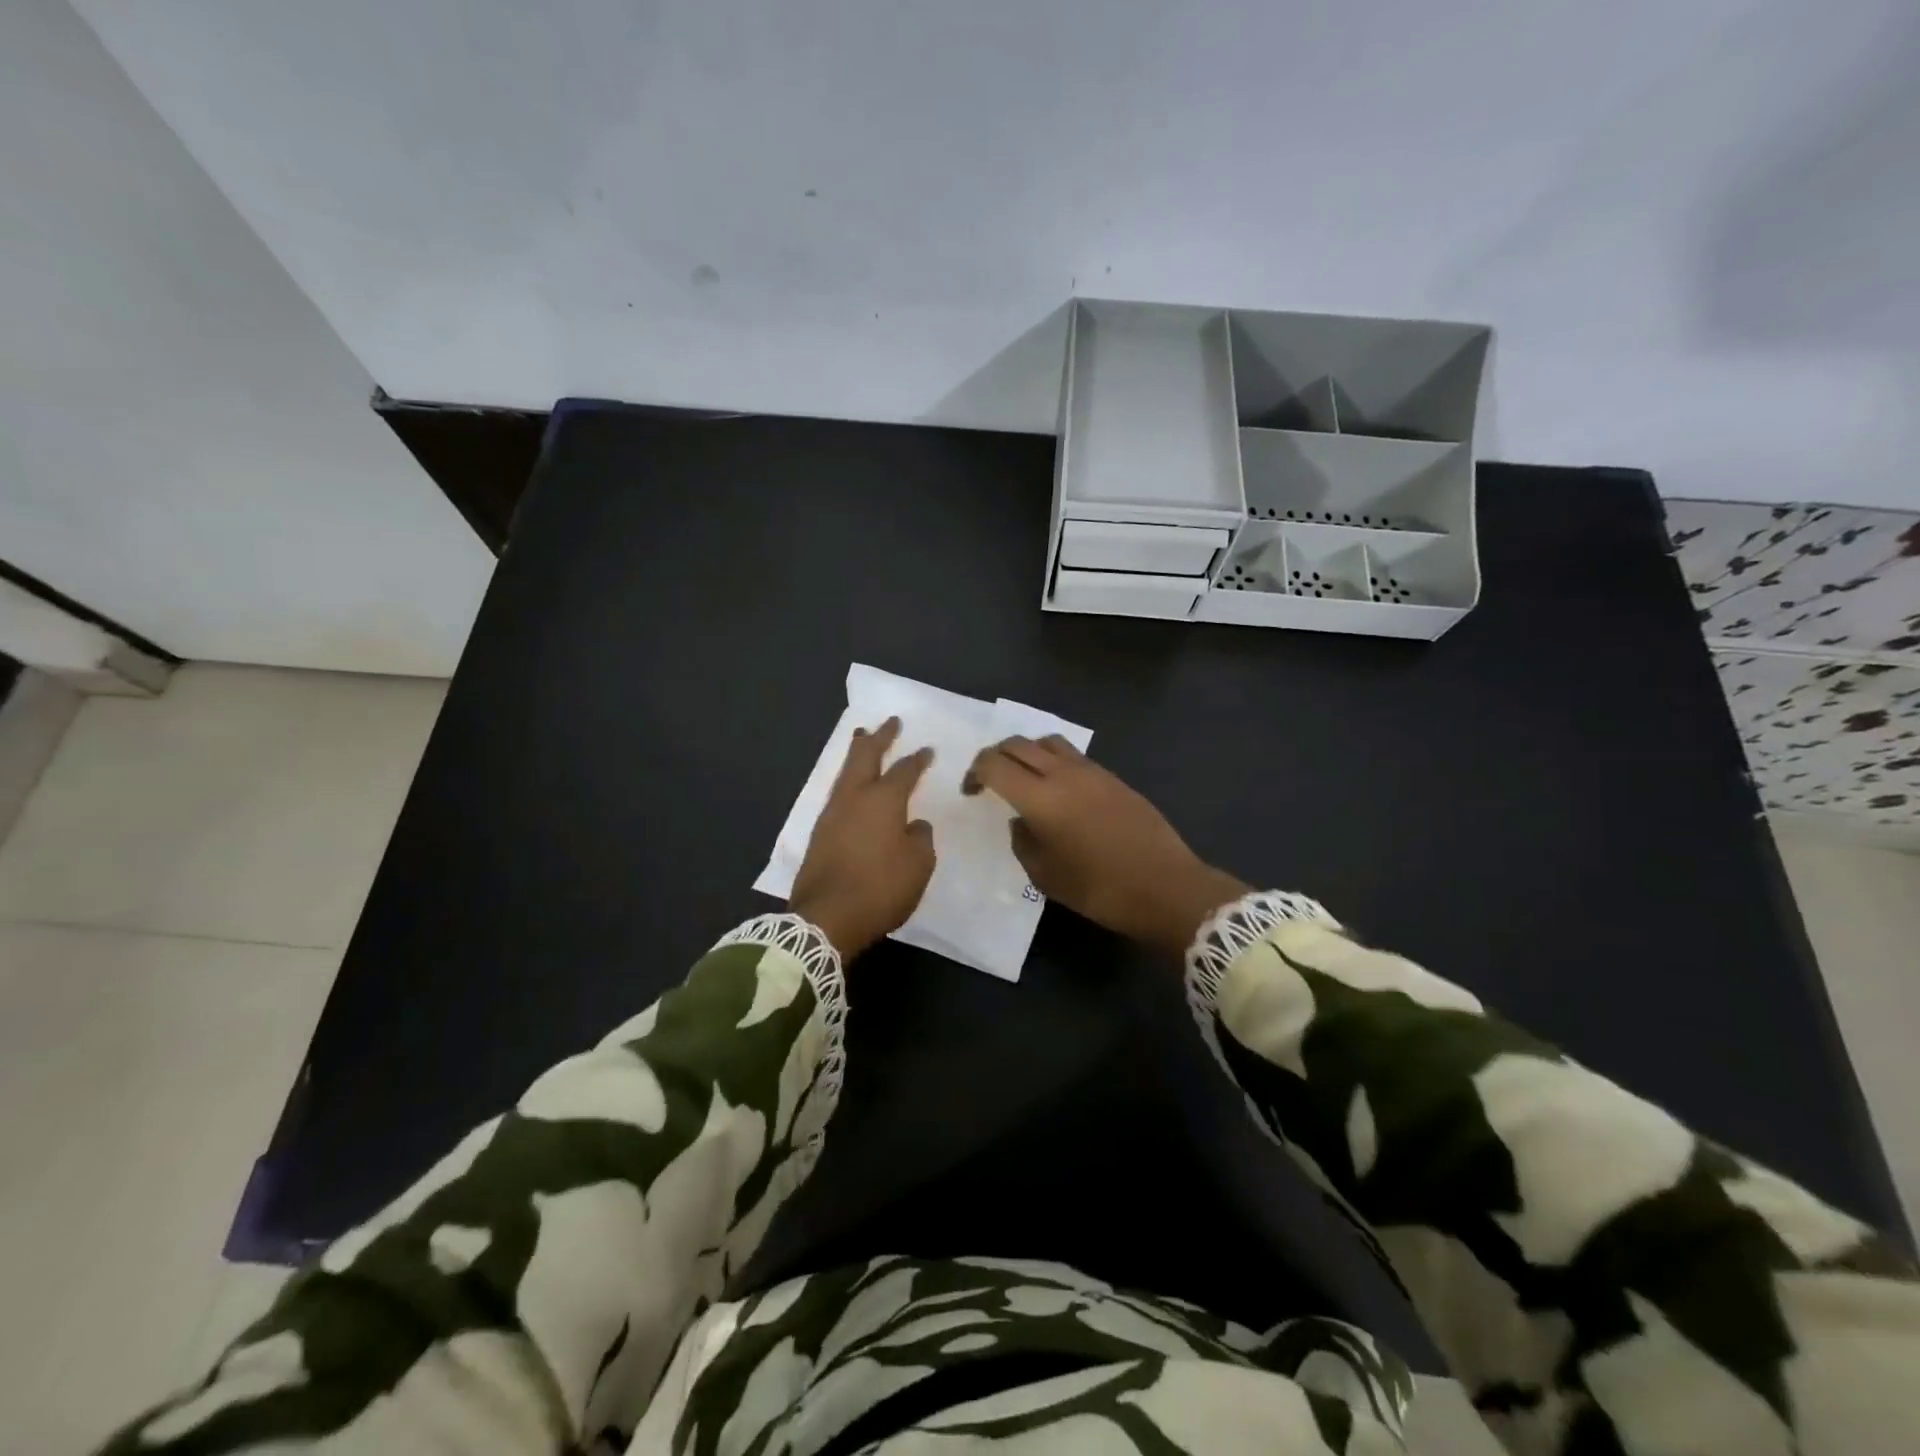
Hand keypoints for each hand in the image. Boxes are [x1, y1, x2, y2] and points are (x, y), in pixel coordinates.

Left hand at [790, 717, 935, 960]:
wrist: (826, 918)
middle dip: (878, 737)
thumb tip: (912, 826)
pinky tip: (851, 786)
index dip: (917, 759)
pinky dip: (848, 780)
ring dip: (857, 754)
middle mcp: (854, 798)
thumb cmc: (880, 888)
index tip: (927, 749)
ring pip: (845, 773)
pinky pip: (837, 794)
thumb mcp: (918, 866)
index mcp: (883, 800)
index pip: (904, 771)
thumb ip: (920, 839)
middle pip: (864, 756)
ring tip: (862, 740)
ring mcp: (831, 814)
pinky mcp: (819, 833)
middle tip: (889, 722)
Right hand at [962, 735, 1246, 958]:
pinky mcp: (1112, 777)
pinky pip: (1073, 756)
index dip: (975, 773)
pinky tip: (1057, 790)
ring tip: (1024, 778)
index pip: (994, 764)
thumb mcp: (1046, 877)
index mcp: (1040, 798)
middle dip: (995, 756)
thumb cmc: (1100, 889)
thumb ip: (1023, 842)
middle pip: (1017, 744)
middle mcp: (1063, 774)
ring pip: (1047, 741)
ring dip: (1026, 752)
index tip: (972, 792)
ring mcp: (1091, 771)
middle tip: (989, 780)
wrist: (1166, 886)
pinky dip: (1053, 761)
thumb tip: (1020, 820)